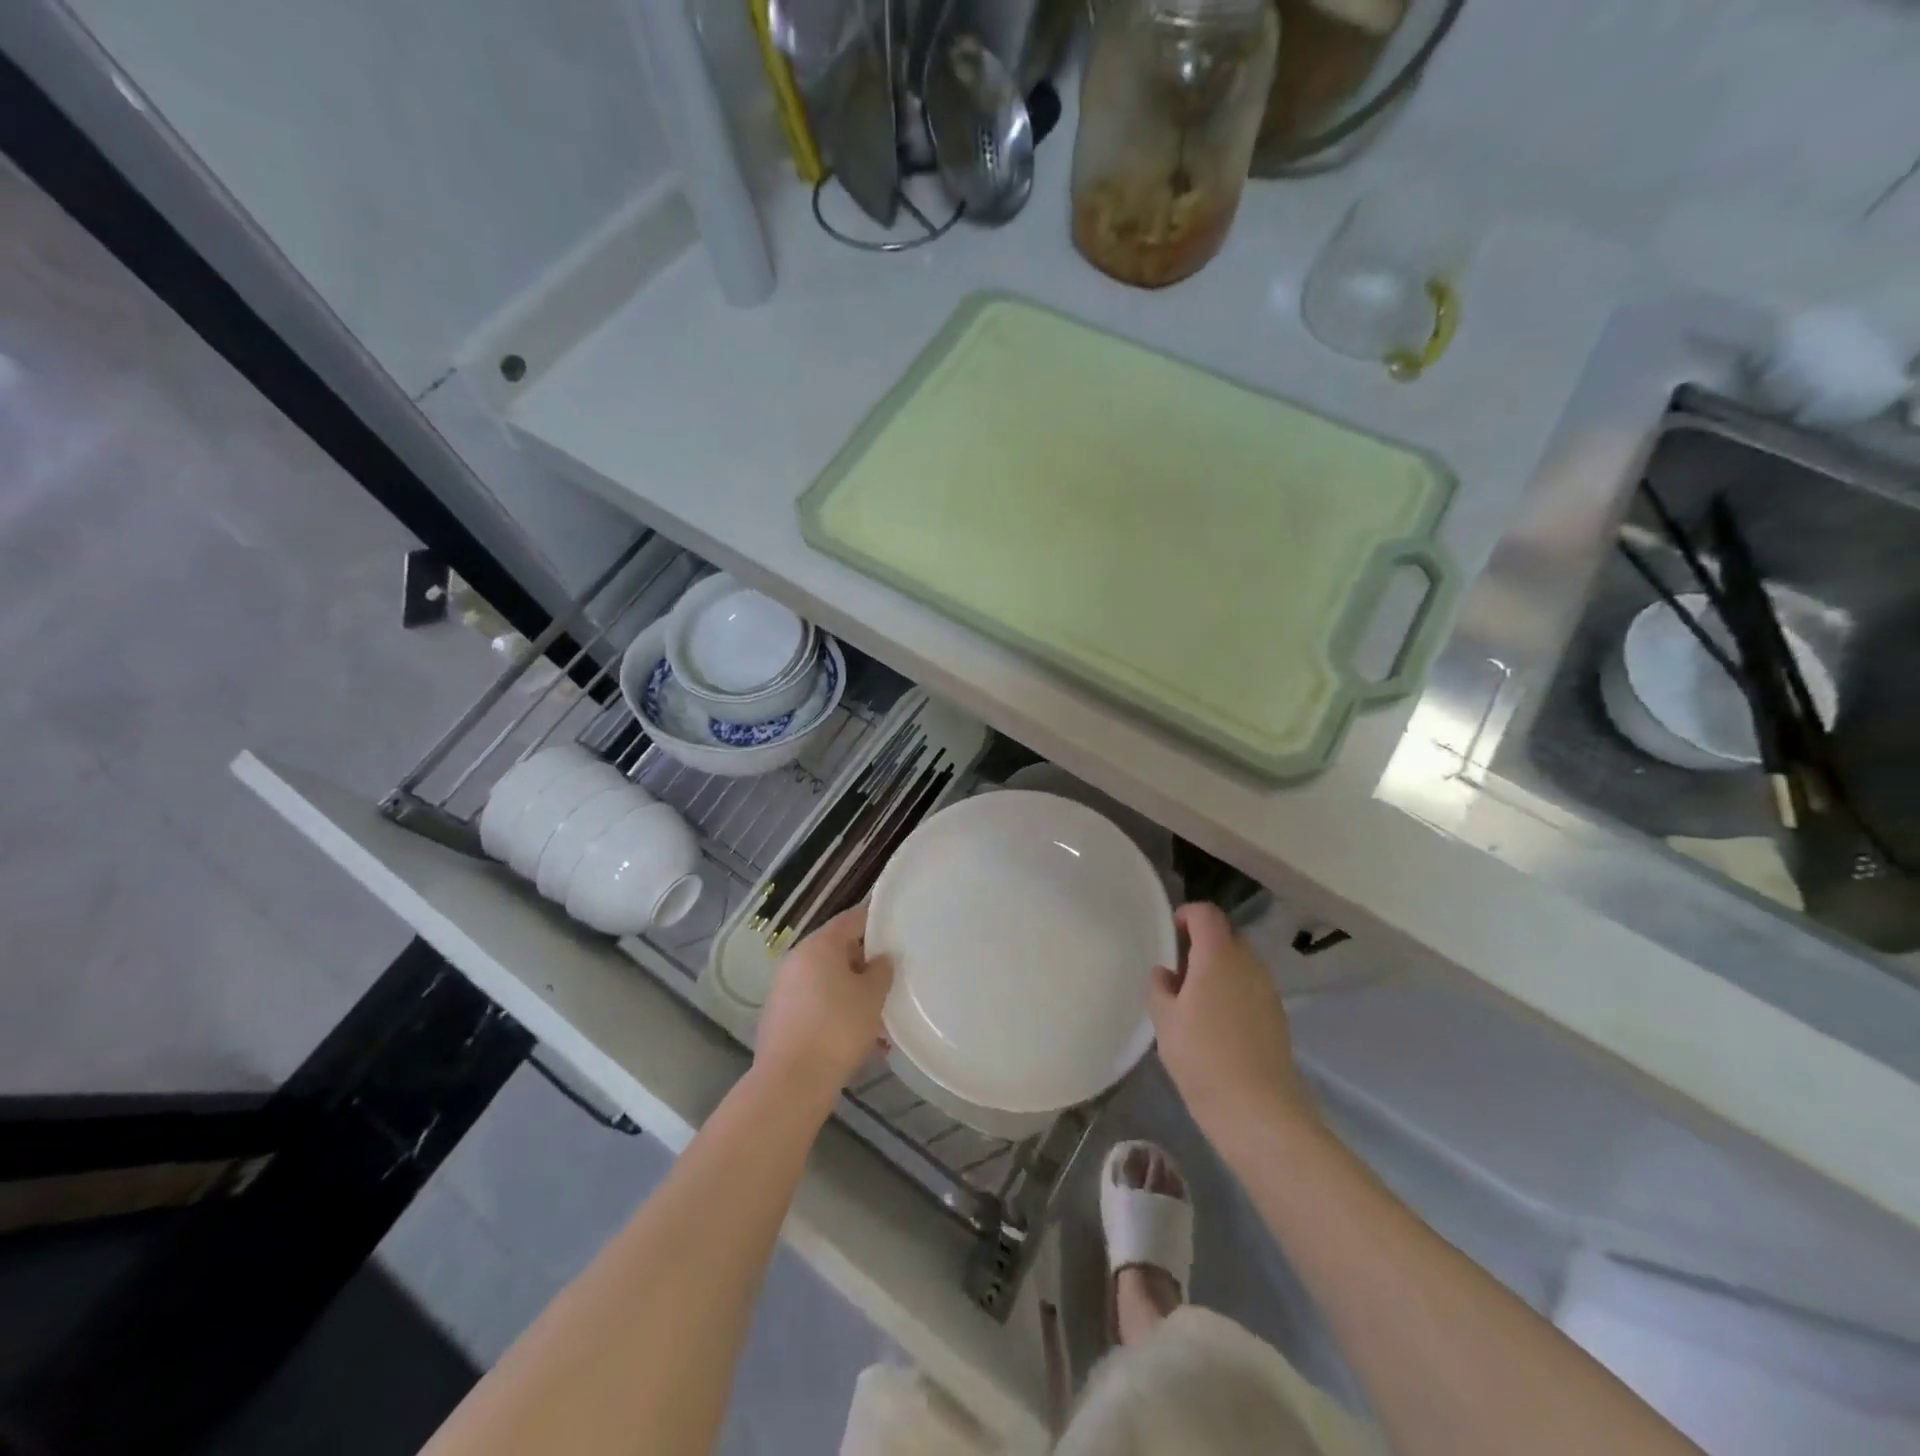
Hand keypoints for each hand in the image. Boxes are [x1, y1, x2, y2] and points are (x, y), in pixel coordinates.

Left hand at [754, 905, 893, 1104]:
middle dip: (865, 965)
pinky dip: (836, 1013)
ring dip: (851, 993)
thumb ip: (881, 971)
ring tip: (878, 1017)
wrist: (791, 1083)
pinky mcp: (780, 1018)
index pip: (852, 919)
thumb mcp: (872, 996)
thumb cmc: (838, 1028)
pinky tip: (858, 1039)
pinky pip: (815, 1005)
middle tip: (890, 980)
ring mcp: (784, 990)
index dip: (875, 922)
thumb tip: (880, 959)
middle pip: (837, 951)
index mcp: (819, 945)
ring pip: (827, 982)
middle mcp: (797, 960)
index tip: (896, 931)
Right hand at [1150, 903, 1315, 1147]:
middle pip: (1226, 936)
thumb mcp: (1164, 1019)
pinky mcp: (1277, 1017)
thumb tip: (1166, 973)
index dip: (1185, 916)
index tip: (1169, 938)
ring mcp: (1268, 990)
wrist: (1257, 1110)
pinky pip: (1250, 989)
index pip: (1206, 913)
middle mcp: (1249, 963)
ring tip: (1195, 1003)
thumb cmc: (1201, 1055)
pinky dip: (1233, 993)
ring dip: (1218, 971)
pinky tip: (1217, 1027)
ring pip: (1240, 964)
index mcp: (1219, 954)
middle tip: (1178, 973)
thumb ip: (1159, 987)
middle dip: (1201, 945)